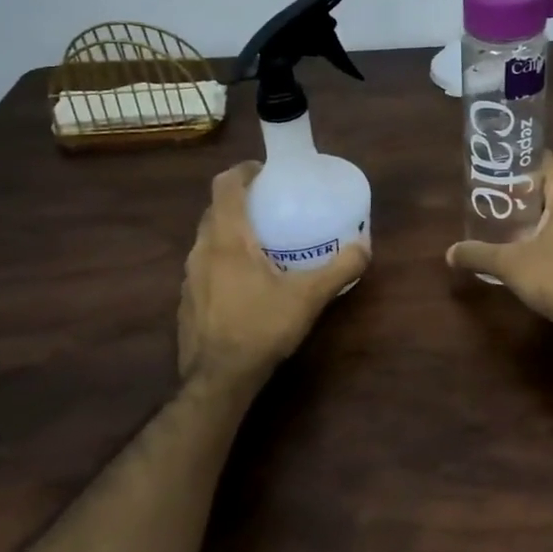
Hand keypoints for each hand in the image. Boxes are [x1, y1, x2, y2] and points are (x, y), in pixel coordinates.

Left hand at [178, 163, 369, 386]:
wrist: (217, 380)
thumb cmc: (260, 327)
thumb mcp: (308, 297)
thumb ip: (339, 269)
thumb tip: (365, 247)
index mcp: (227, 238)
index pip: (225, 185)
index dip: (243, 170)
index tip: (265, 171)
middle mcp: (202, 250)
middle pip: (215, 210)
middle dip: (240, 201)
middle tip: (270, 206)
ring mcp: (190, 277)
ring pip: (207, 239)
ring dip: (230, 232)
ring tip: (261, 243)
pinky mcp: (187, 301)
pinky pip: (205, 266)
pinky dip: (222, 260)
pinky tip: (246, 283)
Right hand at [445, 152, 552, 323]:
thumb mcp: (510, 264)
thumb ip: (479, 254)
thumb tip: (450, 252)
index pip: (545, 161)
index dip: (521, 163)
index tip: (499, 170)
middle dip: (528, 193)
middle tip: (500, 200)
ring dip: (545, 214)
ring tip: (517, 224)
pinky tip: (541, 247)